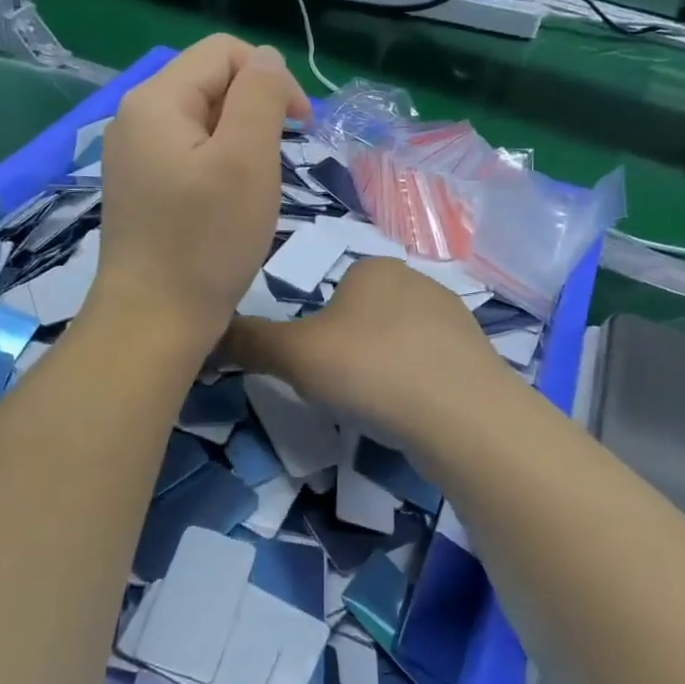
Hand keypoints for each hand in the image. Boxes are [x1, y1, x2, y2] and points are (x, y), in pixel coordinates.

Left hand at [90, 34, 310, 353]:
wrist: (153, 321)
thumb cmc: (206, 241)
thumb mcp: (247, 158)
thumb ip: (260, 95)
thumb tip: (266, 62)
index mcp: (156, 100)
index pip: (224, 53)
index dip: (271, 78)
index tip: (301, 127)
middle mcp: (135, 117)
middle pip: (211, 84)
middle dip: (255, 112)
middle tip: (275, 167)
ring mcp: (133, 156)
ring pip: (203, 122)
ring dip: (240, 142)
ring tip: (253, 189)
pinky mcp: (140, 188)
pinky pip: (188, 155)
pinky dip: (218, 167)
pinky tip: (228, 204)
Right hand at [223, 257, 510, 451]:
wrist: (462, 415)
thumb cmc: (370, 370)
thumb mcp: (294, 356)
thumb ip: (249, 342)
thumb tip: (208, 334)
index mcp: (373, 268)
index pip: (332, 292)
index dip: (318, 333)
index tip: (319, 367)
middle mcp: (417, 281)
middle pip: (364, 318)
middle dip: (351, 352)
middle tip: (344, 390)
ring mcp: (453, 318)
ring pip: (398, 344)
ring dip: (384, 370)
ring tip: (379, 406)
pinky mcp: (476, 355)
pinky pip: (430, 368)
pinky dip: (415, 388)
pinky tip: (412, 414)